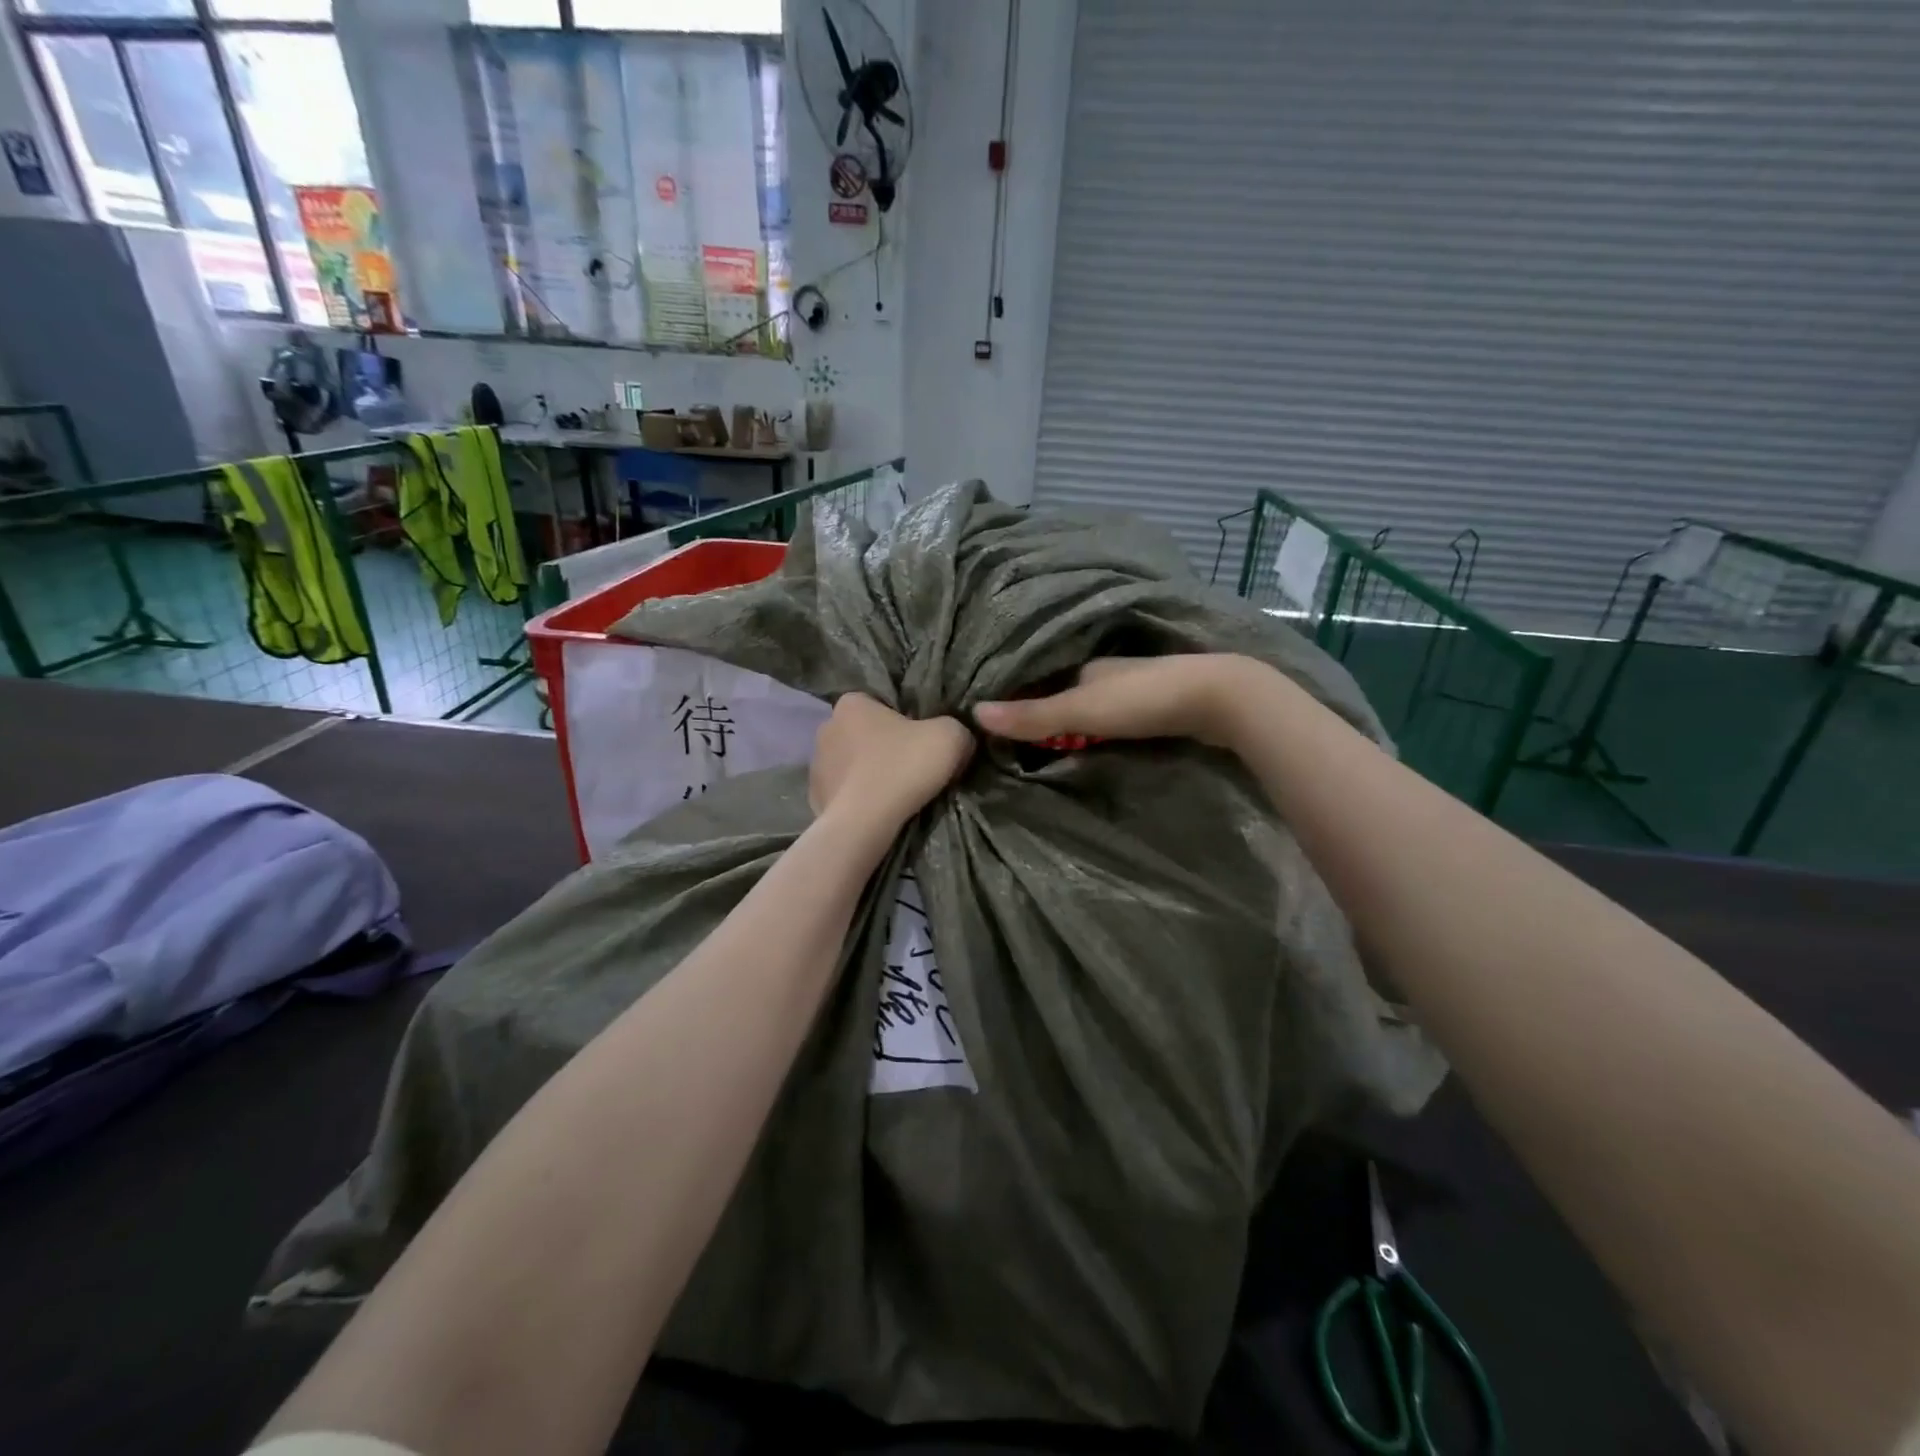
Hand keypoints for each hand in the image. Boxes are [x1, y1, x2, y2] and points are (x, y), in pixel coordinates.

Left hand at [810, 693, 974, 826]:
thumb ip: (956, 727)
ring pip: (852, 763)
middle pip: (865, 733)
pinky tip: (877, 810)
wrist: (865, 823)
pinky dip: (858, 798)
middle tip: (912, 768)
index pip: (881, 703)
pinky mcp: (815, 796)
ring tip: (895, 794)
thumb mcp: (950, 736)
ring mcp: (816, 764)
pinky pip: (843, 791)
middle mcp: (826, 726)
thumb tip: (956, 738)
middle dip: (885, 747)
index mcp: (852, 703)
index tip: (922, 741)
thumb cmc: (903, 767)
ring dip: (869, 773)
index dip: (905, 720)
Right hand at [973, 655, 1269, 750]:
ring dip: (1077, 725)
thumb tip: (973, 713)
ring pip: (1095, 707)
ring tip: (1053, 750)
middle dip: (1049, 714)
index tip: (1000, 727)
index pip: (1042, 683)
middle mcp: (1108, 673)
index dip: (1021, 703)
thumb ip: (1033, 716)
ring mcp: (1137, 689)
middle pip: (1068, 695)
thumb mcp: (1081, 711)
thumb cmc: (1143, 700)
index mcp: (1086, 666)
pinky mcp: (1160, 707)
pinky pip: (1118, 720)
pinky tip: (1098, 746)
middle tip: (1023, 745)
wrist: (1219, 700)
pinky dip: (1102, 731)